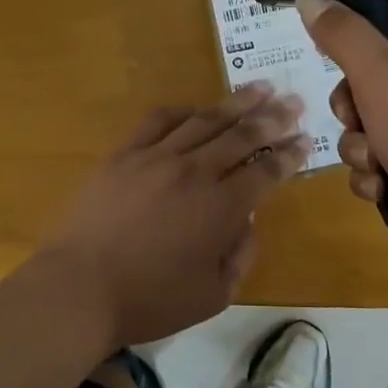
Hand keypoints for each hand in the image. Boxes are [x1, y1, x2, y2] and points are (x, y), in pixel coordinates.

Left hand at [41, 82, 309, 349]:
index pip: (267, 171)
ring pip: (205, 120)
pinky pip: (158, 121)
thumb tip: (248, 220)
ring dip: (237, 102)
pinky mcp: (124, 154)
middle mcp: (195, 172)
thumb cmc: (151, 300)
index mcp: (222, 208)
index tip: (306, 139)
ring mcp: (157, 157)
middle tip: (294, 101)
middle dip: (274, 117)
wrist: (81, 288)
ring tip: (260, 87)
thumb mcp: (214, 295)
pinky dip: (183, 110)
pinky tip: (196, 107)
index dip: (290, 154)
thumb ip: (240, 254)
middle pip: (243, 135)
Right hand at [296, 0, 387, 282]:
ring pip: (379, 118)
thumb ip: (340, 33)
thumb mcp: (378, 74)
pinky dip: (383, 171)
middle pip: (375, 69)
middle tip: (355, 120)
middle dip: (351, 105)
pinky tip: (384, 189)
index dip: (356, 24)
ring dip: (362, 145)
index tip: (331, 51)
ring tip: (375, 167)